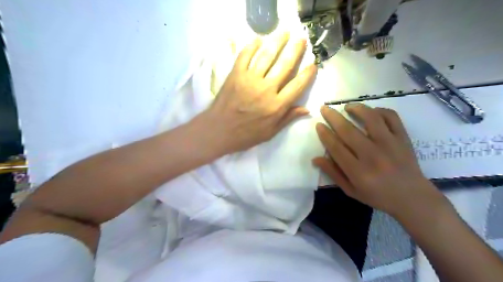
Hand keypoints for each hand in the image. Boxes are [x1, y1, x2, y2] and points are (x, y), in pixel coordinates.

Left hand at [202, 34, 314, 154]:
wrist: (219, 131)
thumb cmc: (246, 135)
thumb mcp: (270, 132)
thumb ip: (288, 118)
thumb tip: (307, 109)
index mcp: (277, 105)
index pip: (297, 85)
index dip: (307, 74)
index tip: (313, 64)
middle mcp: (266, 89)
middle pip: (285, 65)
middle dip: (295, 51)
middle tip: (302, 39)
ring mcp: (250, 80)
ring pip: (267, 56)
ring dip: (277, 42)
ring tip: (285, 33)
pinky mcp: (236, 74)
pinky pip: (245, 56)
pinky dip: (251, 46)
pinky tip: (258, 39)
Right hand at [313, 104, 442, 216]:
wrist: (413, 198)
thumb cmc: (378, 196)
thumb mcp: (351, 190)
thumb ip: (333, 173)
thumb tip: (315, 158)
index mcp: (358, 171)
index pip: (336, 147)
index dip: (325, 134)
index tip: (318, 125)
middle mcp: (372, 155)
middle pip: (348, 130)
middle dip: (333, 117)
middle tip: (325, 108)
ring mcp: (390, 145)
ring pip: (370, 118)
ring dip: (356, 108)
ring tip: (347, 106)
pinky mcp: (403, 138)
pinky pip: (391, 117)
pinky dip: (380, 111)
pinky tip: (371, 112)